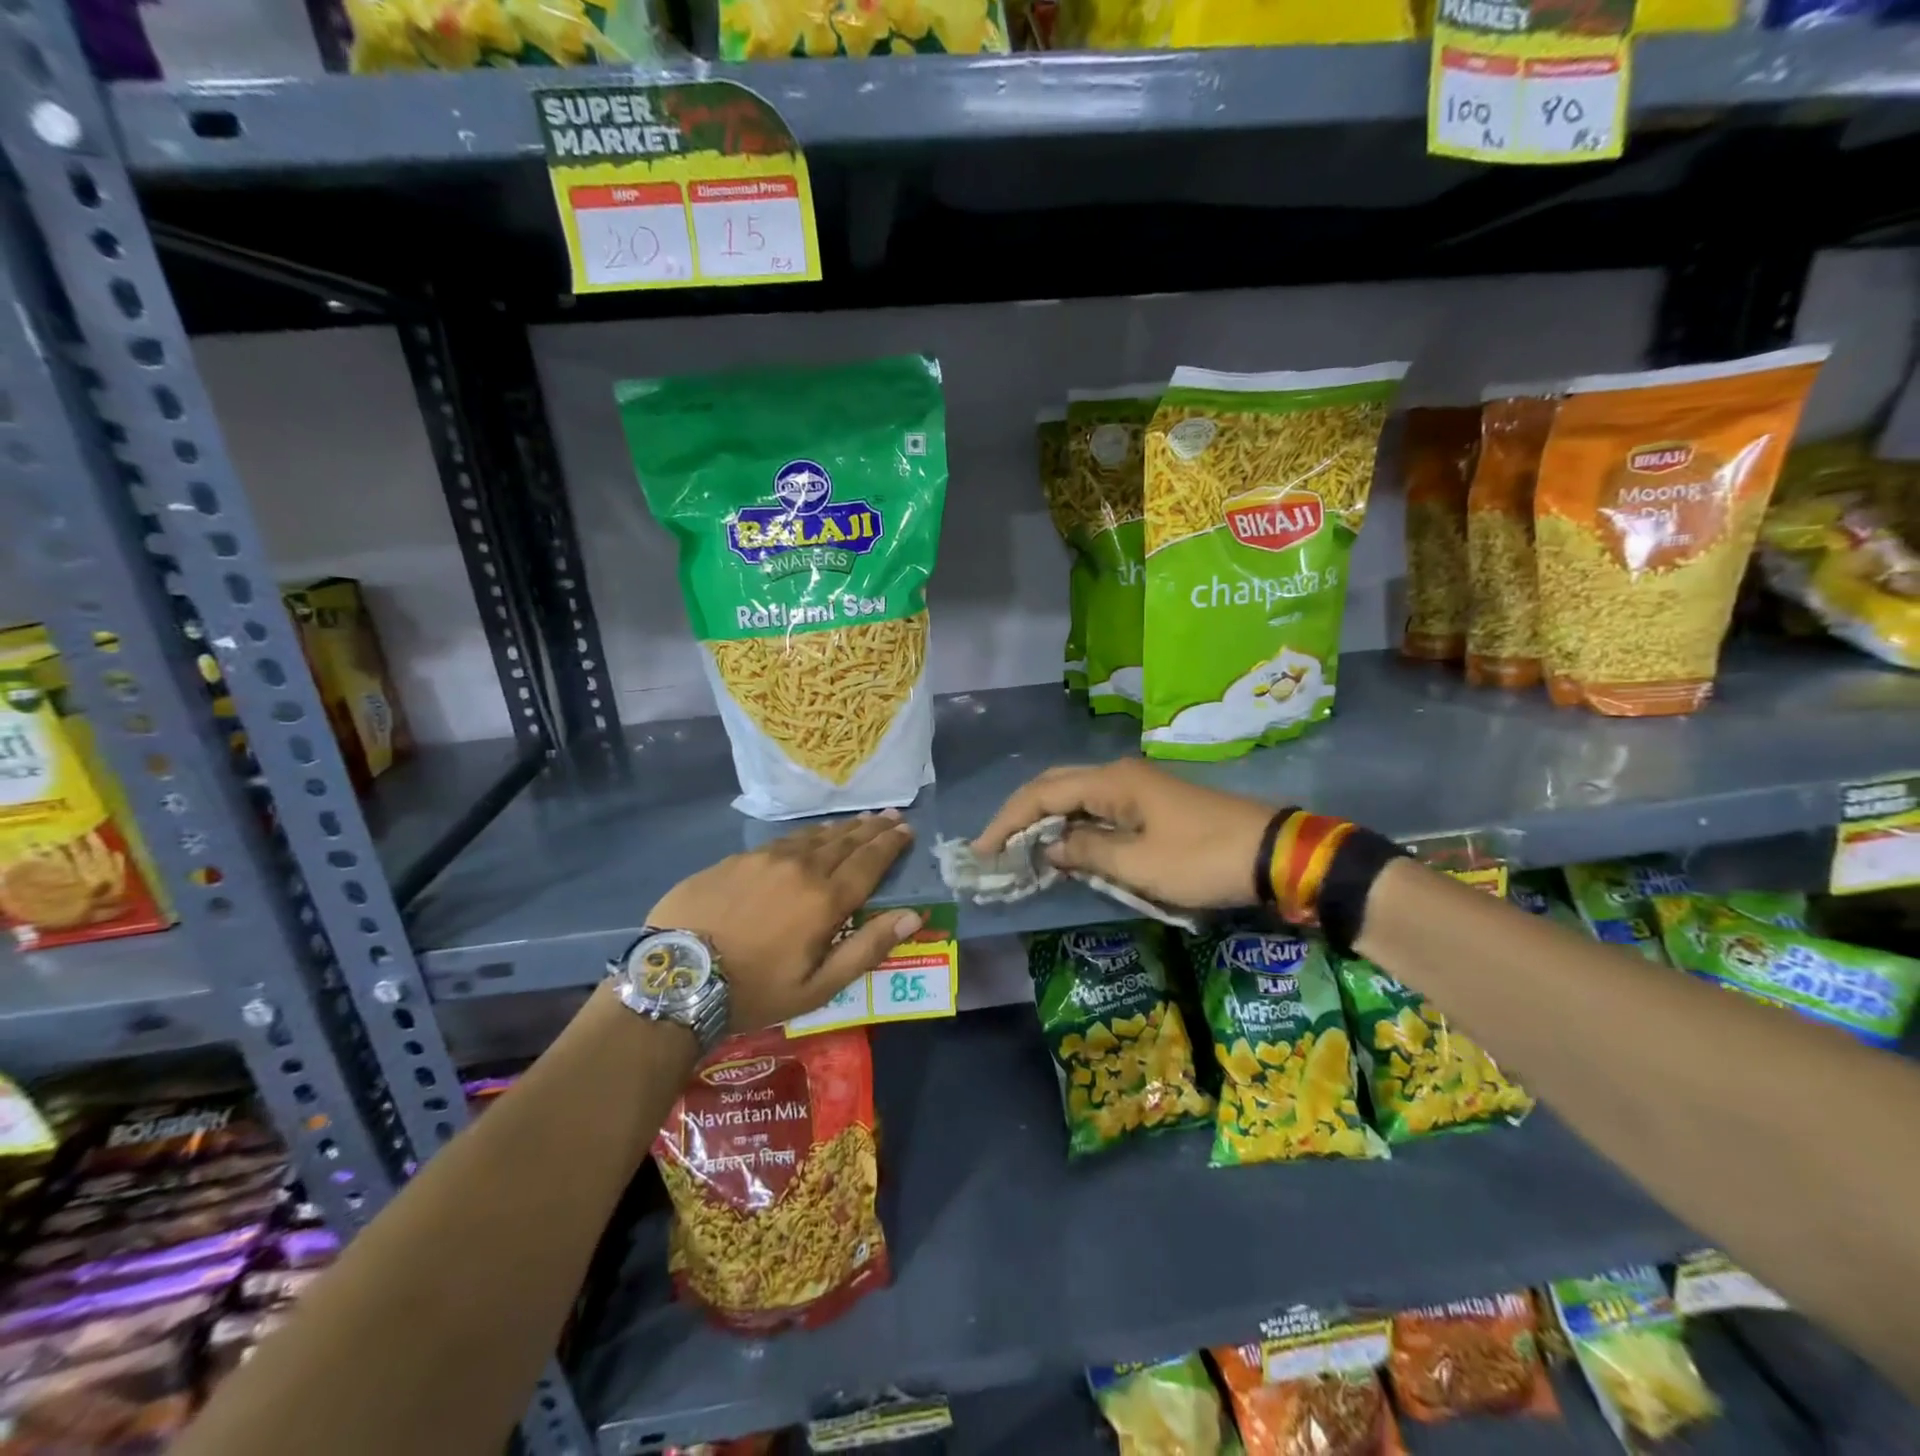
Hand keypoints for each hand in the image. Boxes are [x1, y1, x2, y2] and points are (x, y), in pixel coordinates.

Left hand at [648, 811, 920, 1032]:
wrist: (675, 978)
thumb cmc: (753, 990)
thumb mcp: (817, 987)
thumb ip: (867, 949)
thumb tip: (913, 916)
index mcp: (825, 900)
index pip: (869, 863)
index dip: (890, 844)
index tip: (907, 829)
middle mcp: (801, 868)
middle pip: (845, 842)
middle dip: (872, 828)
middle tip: (891, 815)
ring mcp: (765, 859)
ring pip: (814, 836)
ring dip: (841, 828)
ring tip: (859, 819)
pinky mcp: (736, 859)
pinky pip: (782, 841)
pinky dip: (805, 835)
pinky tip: (809, 835)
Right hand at [973, 760, 1273, 909]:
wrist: (1272, 853)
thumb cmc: (1201, 859)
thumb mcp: (1139, 865)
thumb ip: (1087, 852)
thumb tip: (1050, 847)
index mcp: (1111, 781)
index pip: (1042, 793)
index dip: (1007, 820)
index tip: (983, 850)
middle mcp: (1118, 774)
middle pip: (1054, 786)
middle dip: (1021, 815)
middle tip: (995, 847)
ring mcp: (1137, 786)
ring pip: (1076, 797)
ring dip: (1046, 821)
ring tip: (1021, 849)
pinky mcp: (1152, 803)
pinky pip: (1098, 808)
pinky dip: (1074, 826)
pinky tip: (1066, 847)